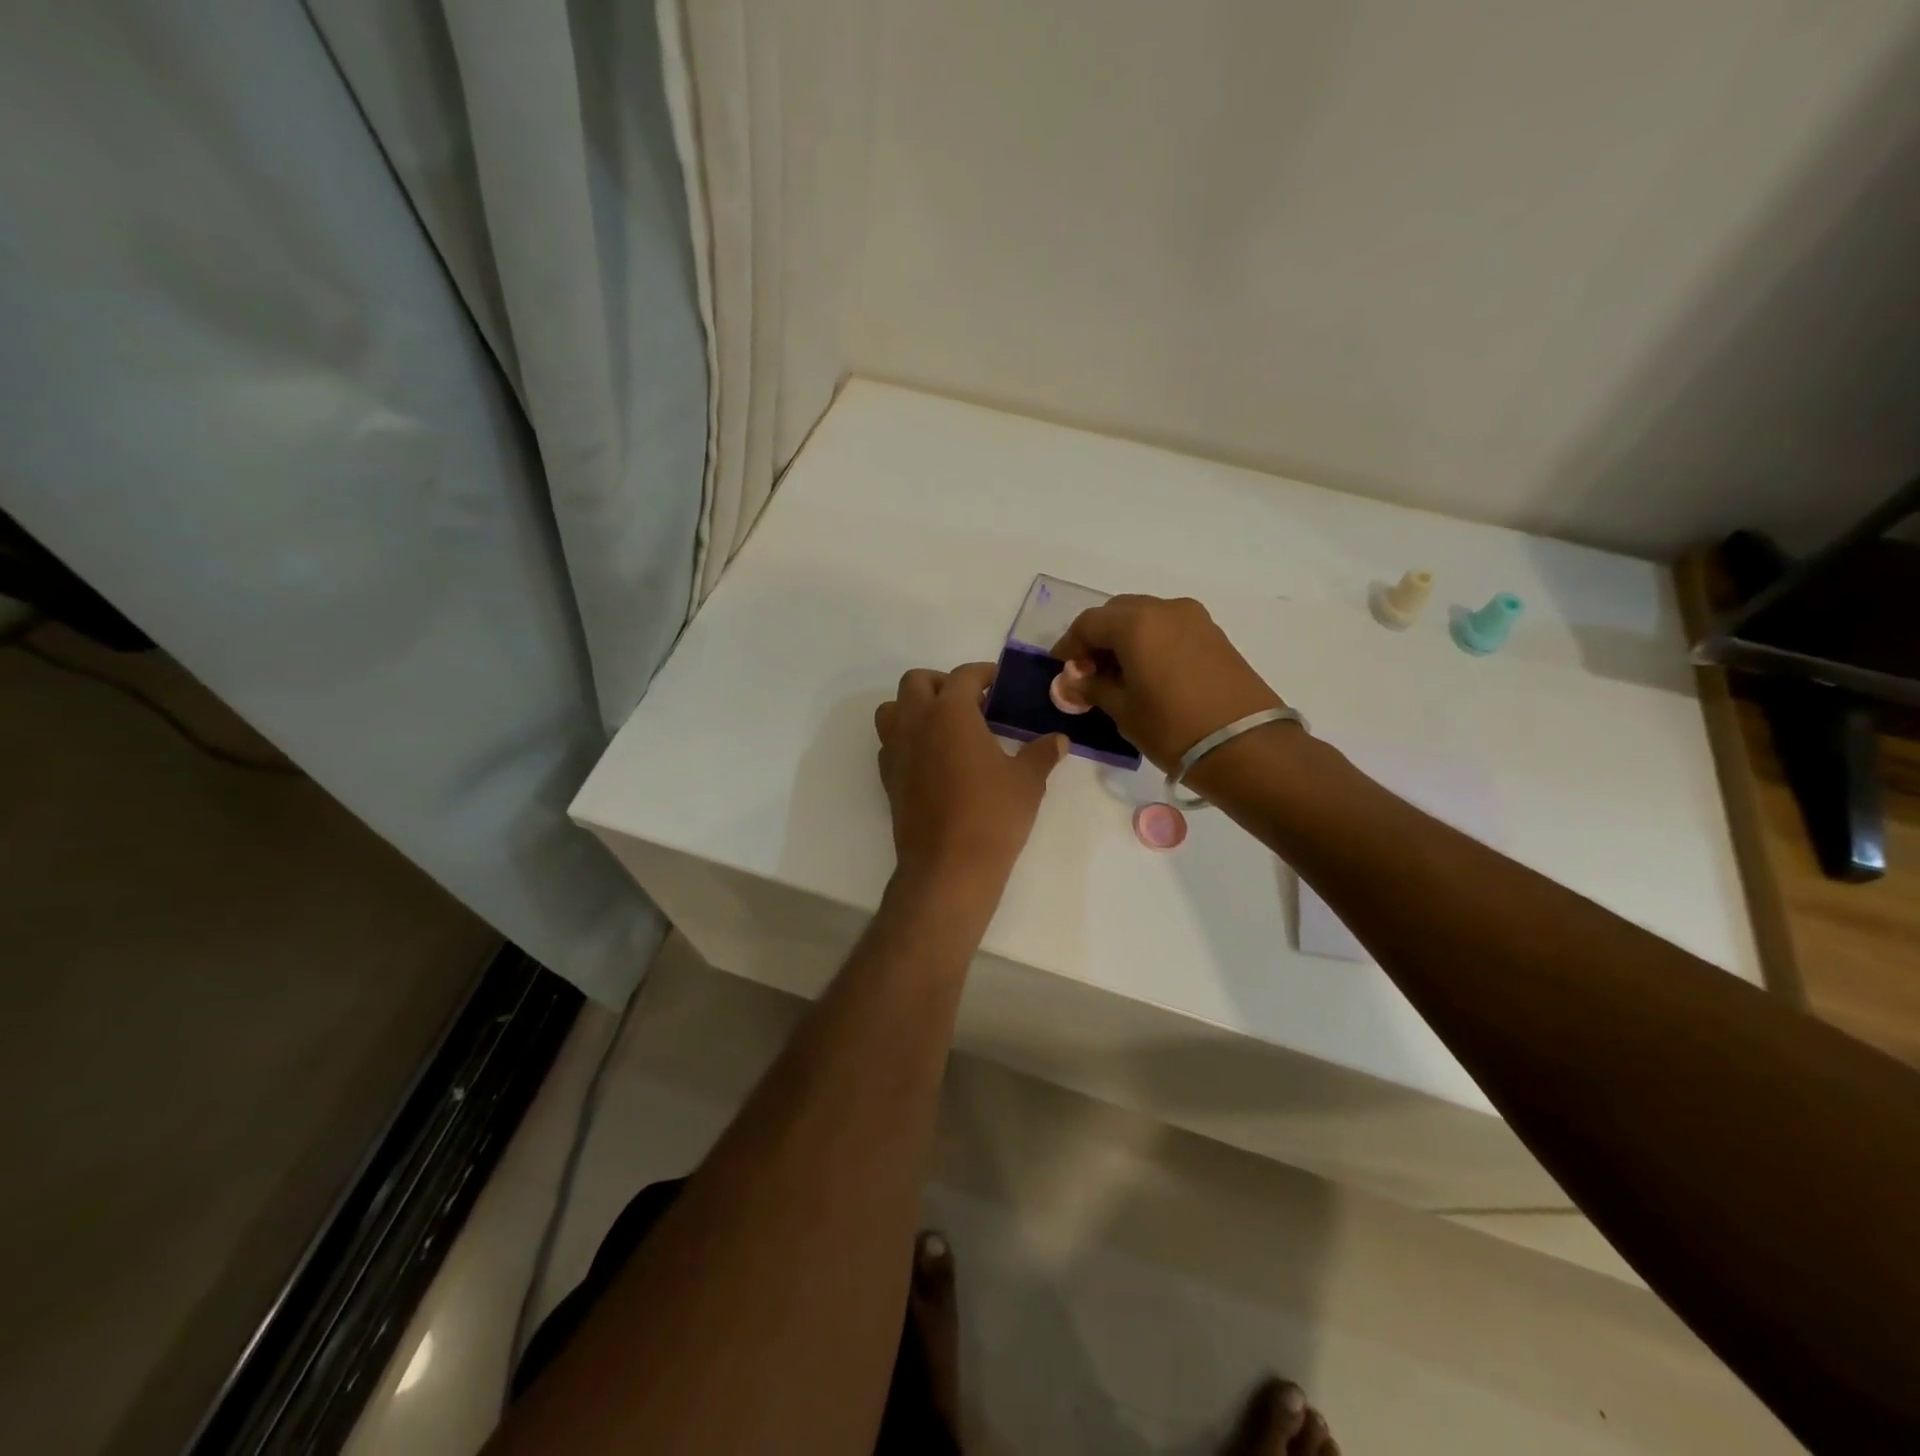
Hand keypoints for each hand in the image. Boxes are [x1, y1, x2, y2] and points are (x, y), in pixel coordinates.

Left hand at [874, 663, 1066, 898]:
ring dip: (915, 707)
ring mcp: (896, 750)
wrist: (948, 867)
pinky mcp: (888, 777)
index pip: (963, 676)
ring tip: (945, 727)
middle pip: (917, 682)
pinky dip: (907, 738)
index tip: (999, 683)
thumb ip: (1041, 753)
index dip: (983, 674)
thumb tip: (1058, 740)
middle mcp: (916, 722)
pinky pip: (890, 742)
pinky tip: (932, 759)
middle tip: (971, 702)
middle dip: (942, 683)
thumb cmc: (992, 816)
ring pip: (893, 709)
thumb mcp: (1027, 781)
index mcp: (950, 712)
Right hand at [1050, 595, 1285, 771]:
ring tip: (1117, 676)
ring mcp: (1194, 619)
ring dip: (1125, 639)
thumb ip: (1093, 688)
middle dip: (1097, 638)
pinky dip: (1150, 642)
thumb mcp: (1123, 710)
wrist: (1246, 746)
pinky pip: (1169, 628)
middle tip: (1088, 672)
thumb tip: (1071, 680)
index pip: (1088, 623)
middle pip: (1117, 613)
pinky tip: (1146, 674)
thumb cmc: (1173, 728)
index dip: (1069, 645)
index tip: (1062, 670)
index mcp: (1136, 623)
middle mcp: (1165, 609)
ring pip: (1145, 617)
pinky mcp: (1214, 635)